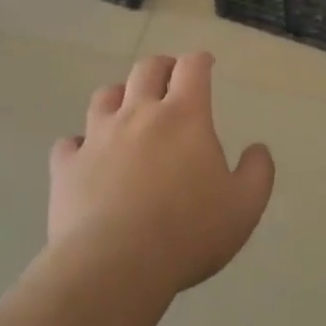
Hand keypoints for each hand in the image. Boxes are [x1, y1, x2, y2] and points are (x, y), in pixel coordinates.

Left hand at [49, 52, 274, 295]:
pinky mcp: (67, 165)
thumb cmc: (188, 233)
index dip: (200, 61)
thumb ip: (257, 173)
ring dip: (120, 95)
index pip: (192, 68)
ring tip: (127, 107)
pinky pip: (70, 142)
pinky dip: (81, 143)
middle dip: (161, 67)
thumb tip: (258, 149)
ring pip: (105, 96)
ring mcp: (97, 137)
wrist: (115, 265)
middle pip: (146, 70)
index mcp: (184, 117)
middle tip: (169, 76)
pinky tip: (86, 156)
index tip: (205, 64)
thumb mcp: (244, 207)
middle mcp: (138, 114)